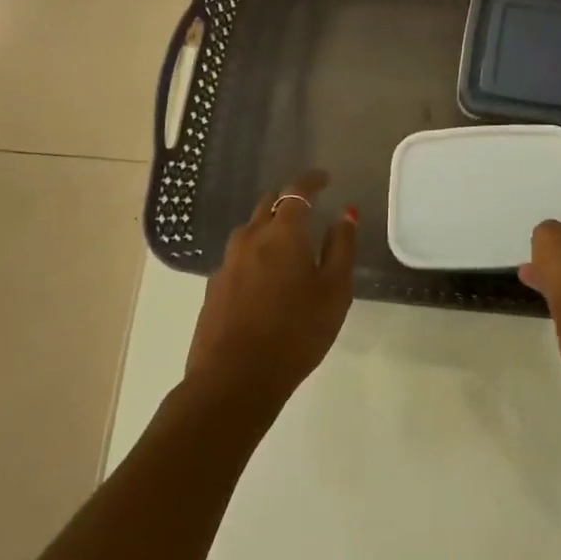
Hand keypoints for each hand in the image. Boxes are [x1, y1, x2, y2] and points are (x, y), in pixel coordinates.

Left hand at [185, 170, 356, 410]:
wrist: (233, 380)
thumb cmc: (296, 332)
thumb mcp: (334, 291)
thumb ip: (342, 248)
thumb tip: (346, 214)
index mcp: (283, 232)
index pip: (297, 190)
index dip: (312, 180)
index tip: (325, 179)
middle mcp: (251, 238)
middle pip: (269, 204)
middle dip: (289, 201)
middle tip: (308, 211)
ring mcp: (227, 263)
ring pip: (250, 230)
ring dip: (269, 227)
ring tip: (286, 245)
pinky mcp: (214, 288)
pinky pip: (238, 257)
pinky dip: (254, 254)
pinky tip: (264, 278)